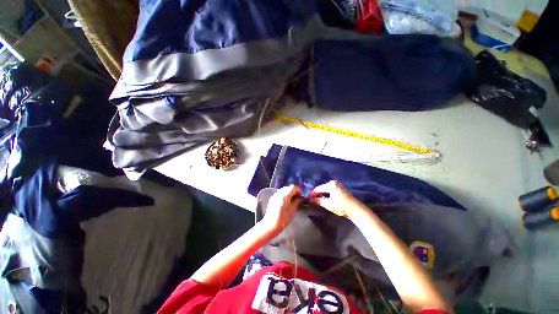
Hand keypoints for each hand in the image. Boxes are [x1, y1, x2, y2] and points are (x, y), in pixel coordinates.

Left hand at [261, 185, 301, 234]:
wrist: (270, 225)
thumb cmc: (283, 219)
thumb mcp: (292, 210)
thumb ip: (297, 202)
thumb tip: (300, 198)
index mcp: (284, 195)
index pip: (293, 187)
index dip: (298, 190)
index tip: (301, 196)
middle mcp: (279, 193)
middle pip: (288, 187)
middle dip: (294, 191)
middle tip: (297, 197)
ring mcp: (274, 195)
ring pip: (283, 190)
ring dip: (289, 192)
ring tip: (292, 200)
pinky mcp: (272, 199)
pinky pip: (279, 193)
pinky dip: (284, 194)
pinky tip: (286, 201)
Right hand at [310, 180, 360, 218]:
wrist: (356, 210)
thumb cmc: (341, 206)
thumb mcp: (328, 204)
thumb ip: (318, 201)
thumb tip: (310, 199)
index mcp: (331, 184)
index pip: (319, 188)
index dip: (313, 193)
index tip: (308, 198)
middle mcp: (334, 183)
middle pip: (322, 188)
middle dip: (317, 194)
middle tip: (312, 200)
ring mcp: (338, 185)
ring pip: (326, 190)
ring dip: (322, 195)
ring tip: (317, 201)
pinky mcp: (341, 189)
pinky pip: (331, 191)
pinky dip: (327, 195)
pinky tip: (325, 200)